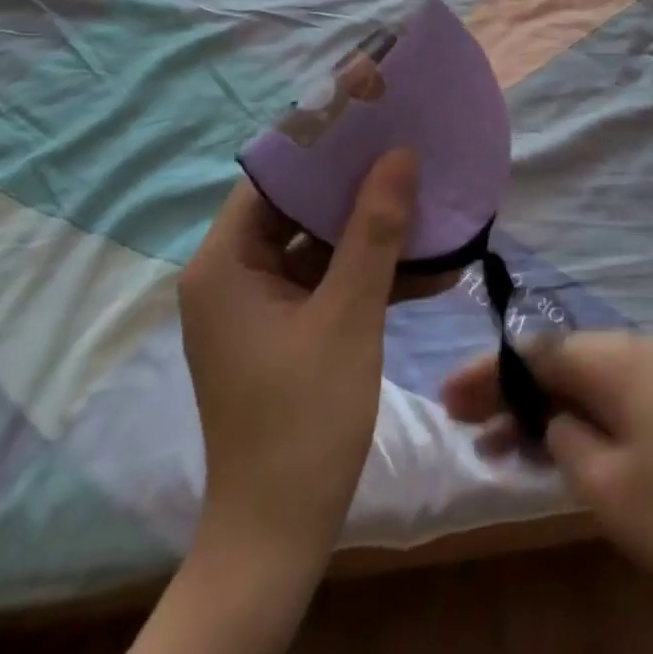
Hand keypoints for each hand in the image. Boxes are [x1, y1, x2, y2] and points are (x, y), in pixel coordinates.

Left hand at [179, 149, 428, 573]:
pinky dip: (366, 274)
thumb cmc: (304, 420)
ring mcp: (257, 304)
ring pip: (317, 245)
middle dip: (354, 185)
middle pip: (296, 207)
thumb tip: (399, 155)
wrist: (278, 537)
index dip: (320, 144)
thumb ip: (374, 232)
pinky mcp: (281, 329)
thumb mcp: (348, 316)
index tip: (370, 116)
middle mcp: (232, 274)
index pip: (271, 177)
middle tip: (407, 150)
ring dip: (370, 232)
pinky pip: (324, 282)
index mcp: (225, 263)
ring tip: (426, 200)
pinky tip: (426, 266)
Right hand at [440, 330, 652, 621]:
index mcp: (613, 358)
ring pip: (585, 382)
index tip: (448, 401)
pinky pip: (615, 400)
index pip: (532, 352)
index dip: (486, 374)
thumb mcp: (605, 485)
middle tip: (468, 425)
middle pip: (557, 361)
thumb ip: (562, 438)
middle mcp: (636, 352)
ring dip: (544, 410)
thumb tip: (551, 418)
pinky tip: (562, 452)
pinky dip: (580, 420)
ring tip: (504, 448)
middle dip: (511, 391)